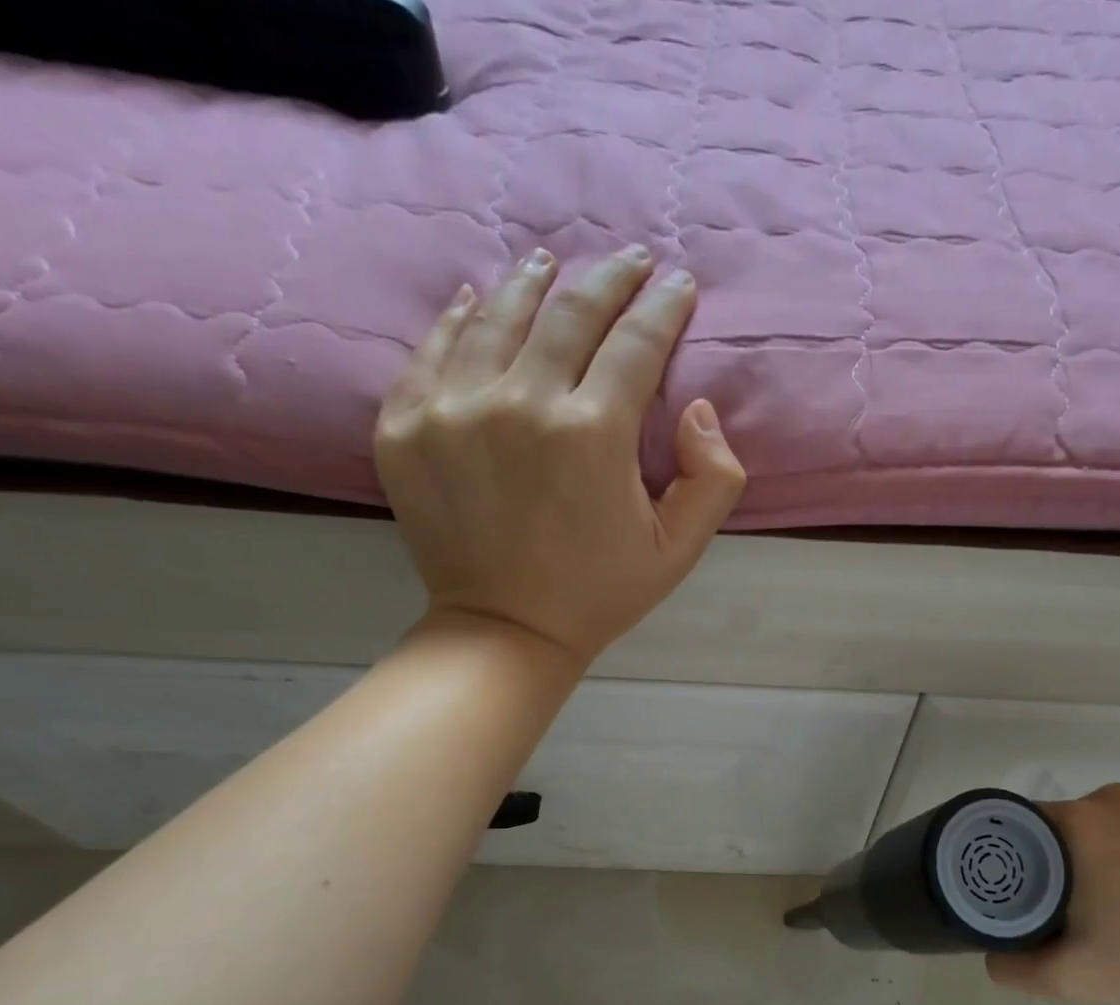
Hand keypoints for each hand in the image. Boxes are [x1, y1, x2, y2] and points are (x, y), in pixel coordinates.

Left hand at [375, 246, 746, 666]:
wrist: (506, 629)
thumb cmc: (601, 592)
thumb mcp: (680, 550)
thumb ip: (713, 478)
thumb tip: (698, 408)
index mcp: (593, 434)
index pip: (636, 342)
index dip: (663, 306)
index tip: (678, 283)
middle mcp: (521, 403)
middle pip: (571, 312)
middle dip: (610, 278)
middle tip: (630, 260)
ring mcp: (453, 408)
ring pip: (499, 315)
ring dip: (535, 282)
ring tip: (553, 265)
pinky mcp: (405, 423)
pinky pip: (435, 347)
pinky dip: (462, 316)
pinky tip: (482, 300)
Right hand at [986, 784, 1119, 1004]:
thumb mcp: (1072, 980)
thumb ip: (1014, 970)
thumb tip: (992, 959)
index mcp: (1080, 823)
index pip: (1021, 826)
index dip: (1014, 860)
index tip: (1022, 896)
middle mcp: (1117, 799)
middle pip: (1064, 826)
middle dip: (1059, 862)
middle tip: (1068, 912)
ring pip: (1108, 826)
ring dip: (1102, 856)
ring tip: (1119, 907)